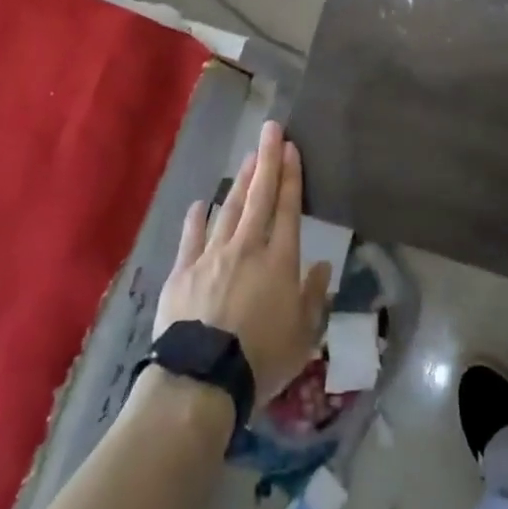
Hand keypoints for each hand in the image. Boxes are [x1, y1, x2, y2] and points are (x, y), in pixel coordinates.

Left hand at [155, 120, 332, 401]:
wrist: (201, 379)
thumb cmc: (261, 359)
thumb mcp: (303, 336)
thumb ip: (314, 297)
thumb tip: (324, 265)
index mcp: (279, 261)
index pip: (288, 209)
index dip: (291, 176)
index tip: (291, 148)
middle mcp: (246, 248)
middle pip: (259, 196)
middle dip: (266, 160)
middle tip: (270, 129)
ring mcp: (211, 256)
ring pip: (229, 209)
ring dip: (240, 182)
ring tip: (247, 158)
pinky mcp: (183, 271)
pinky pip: (192, 237)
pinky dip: (197, 218)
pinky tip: (201, 203)